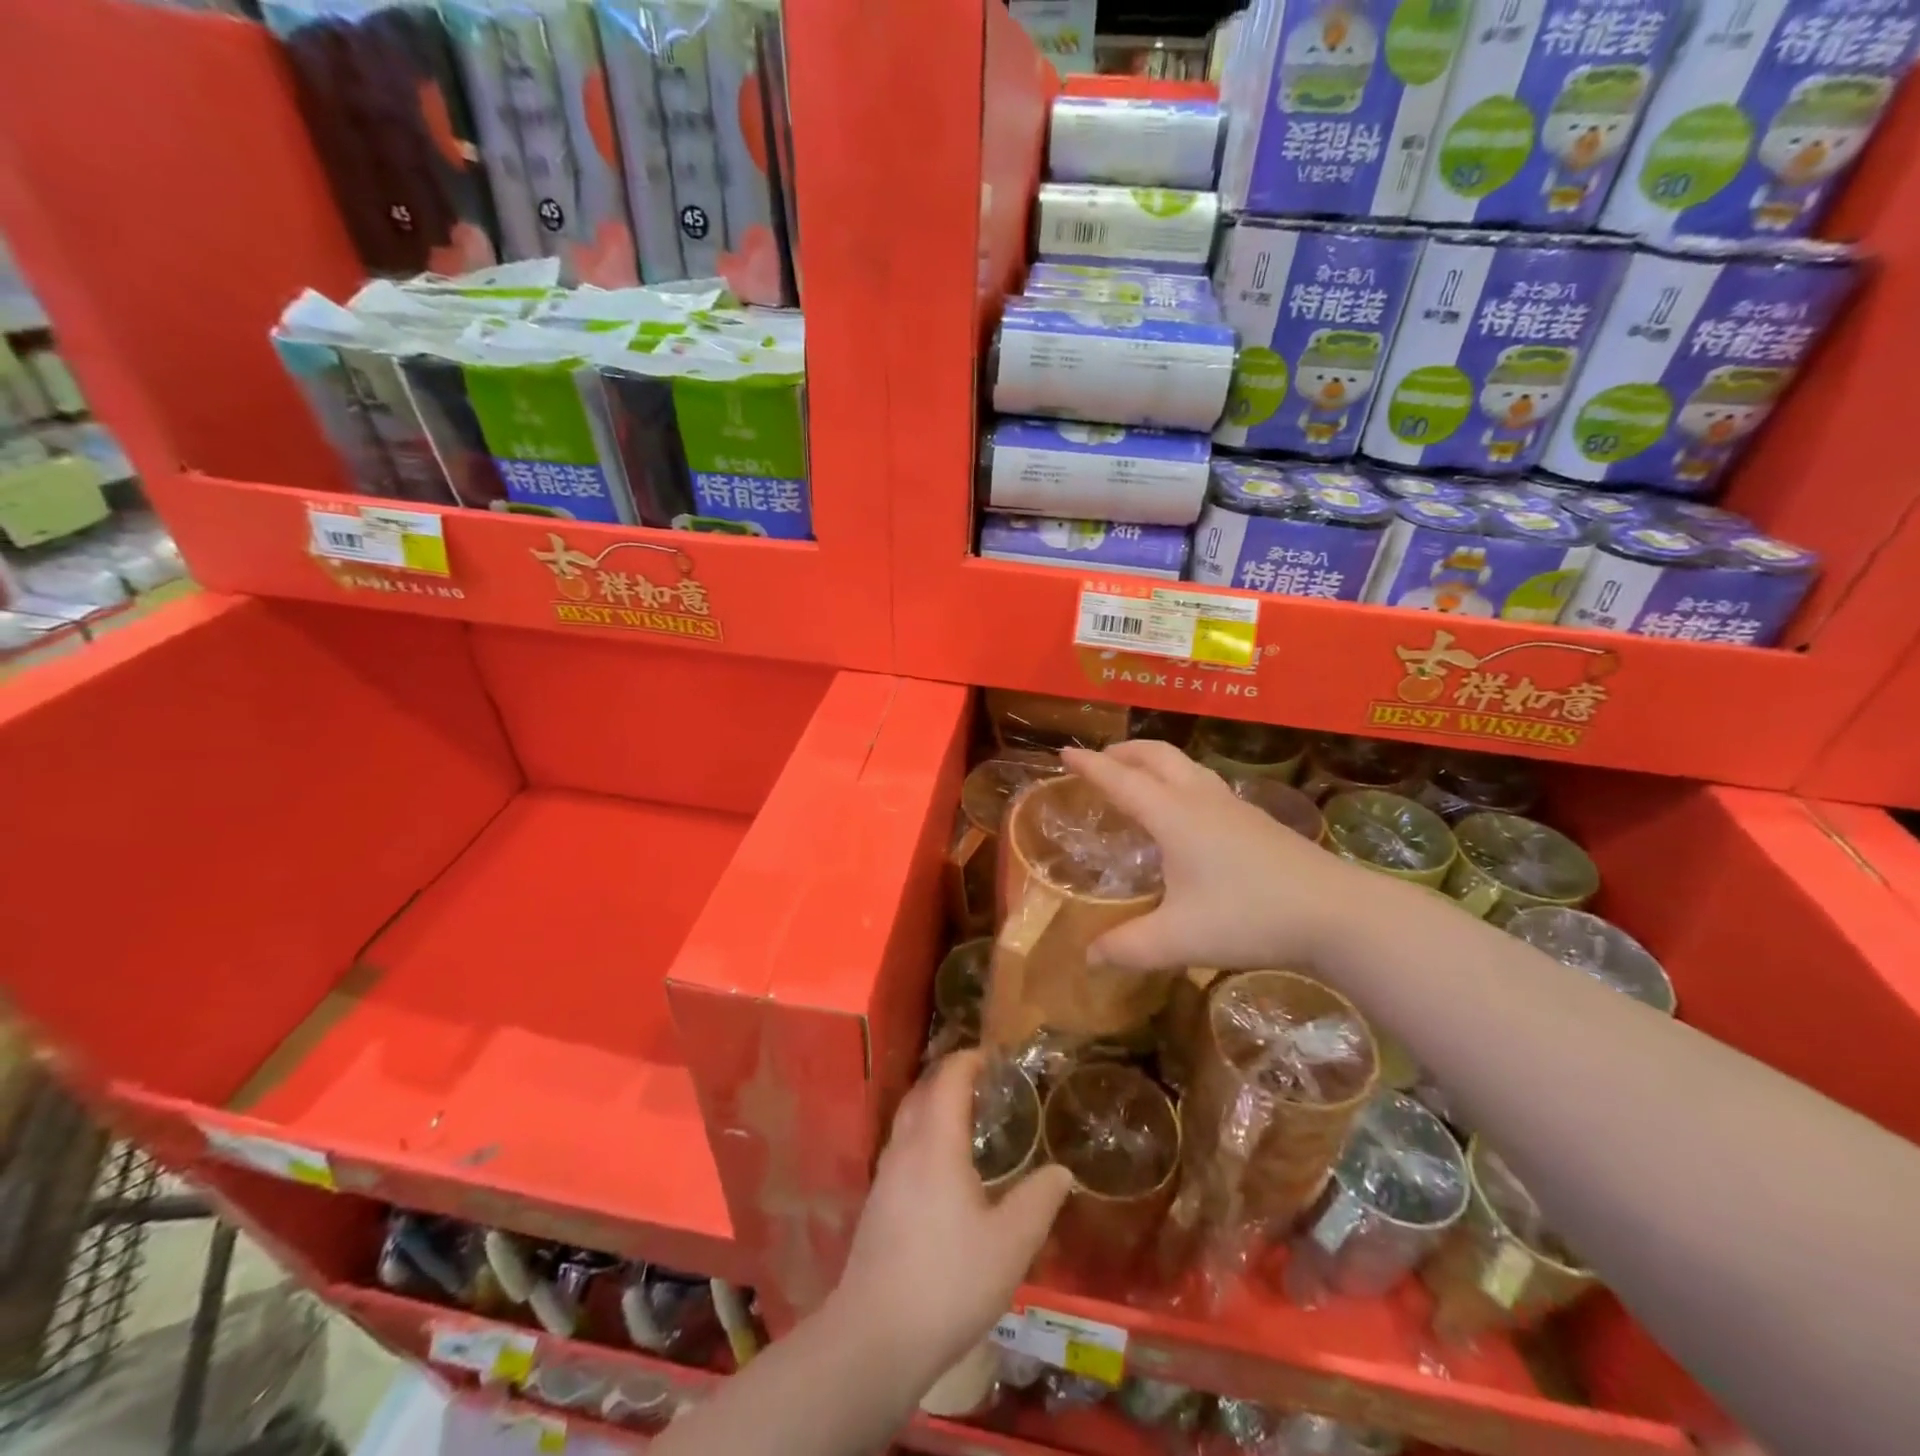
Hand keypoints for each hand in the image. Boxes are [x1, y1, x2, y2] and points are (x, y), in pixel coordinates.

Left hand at [832, 1050, 1072, 1384]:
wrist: (876, 1336)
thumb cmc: (949, 1281)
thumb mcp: (1010, 1244)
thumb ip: (1038, 1201)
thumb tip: (1061, 1171)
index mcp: (936, 1144)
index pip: (949, 1080)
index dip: (969, 1060)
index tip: (991, 1055)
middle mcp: (905, 1147)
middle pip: (922, 1092)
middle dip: (949, 1076)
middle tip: (980, 1078)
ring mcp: (885, 1175)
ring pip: (907, 1119)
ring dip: (933, 1103)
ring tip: (963, 1114)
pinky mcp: (877, 1203)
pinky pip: (902, 1145)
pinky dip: (923, 1133)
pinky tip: (940, 1164)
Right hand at [1062, 740, 1386, 973]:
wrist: (1337, 912)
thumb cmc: (1250, 917)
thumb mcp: (1180, 938)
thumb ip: (1129, 948)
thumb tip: (1089, 957)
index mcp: (1174, 816)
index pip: (1121, 780)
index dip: (1090, 766)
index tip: (1063, 752)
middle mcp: (1200, 799)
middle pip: (1156, 756)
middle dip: (1123, 752)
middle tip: (1099, 761)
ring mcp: (1233, 806)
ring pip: (1184, 765)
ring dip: (1153, 762)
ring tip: (1136, 779)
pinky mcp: (1255, 819)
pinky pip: (1203, 783)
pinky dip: (1178, 780)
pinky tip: (1184, 813)